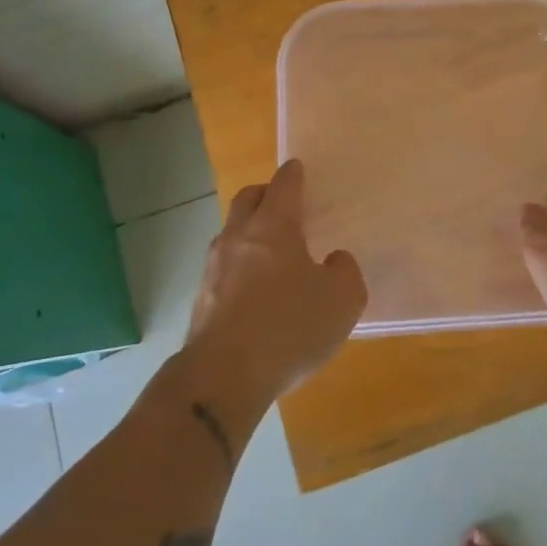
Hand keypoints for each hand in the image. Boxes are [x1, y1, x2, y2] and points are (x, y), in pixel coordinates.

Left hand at [187, 160, 367, 400]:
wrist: (223, 376)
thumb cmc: (289, 326)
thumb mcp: (341, 300)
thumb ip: (344, 272)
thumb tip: (334, 261)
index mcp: (273, 226)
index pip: (283, 185)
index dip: (293, 174)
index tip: (297, 168)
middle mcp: (239, 237)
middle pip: (247, 199)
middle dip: (264, 194)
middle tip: (282, 203)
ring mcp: (214, 268)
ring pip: (231, 234)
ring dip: (249, 233)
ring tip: (271, 252)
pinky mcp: (201, 300)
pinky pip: (223, 269)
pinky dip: (239, 268)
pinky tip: (254, 292)